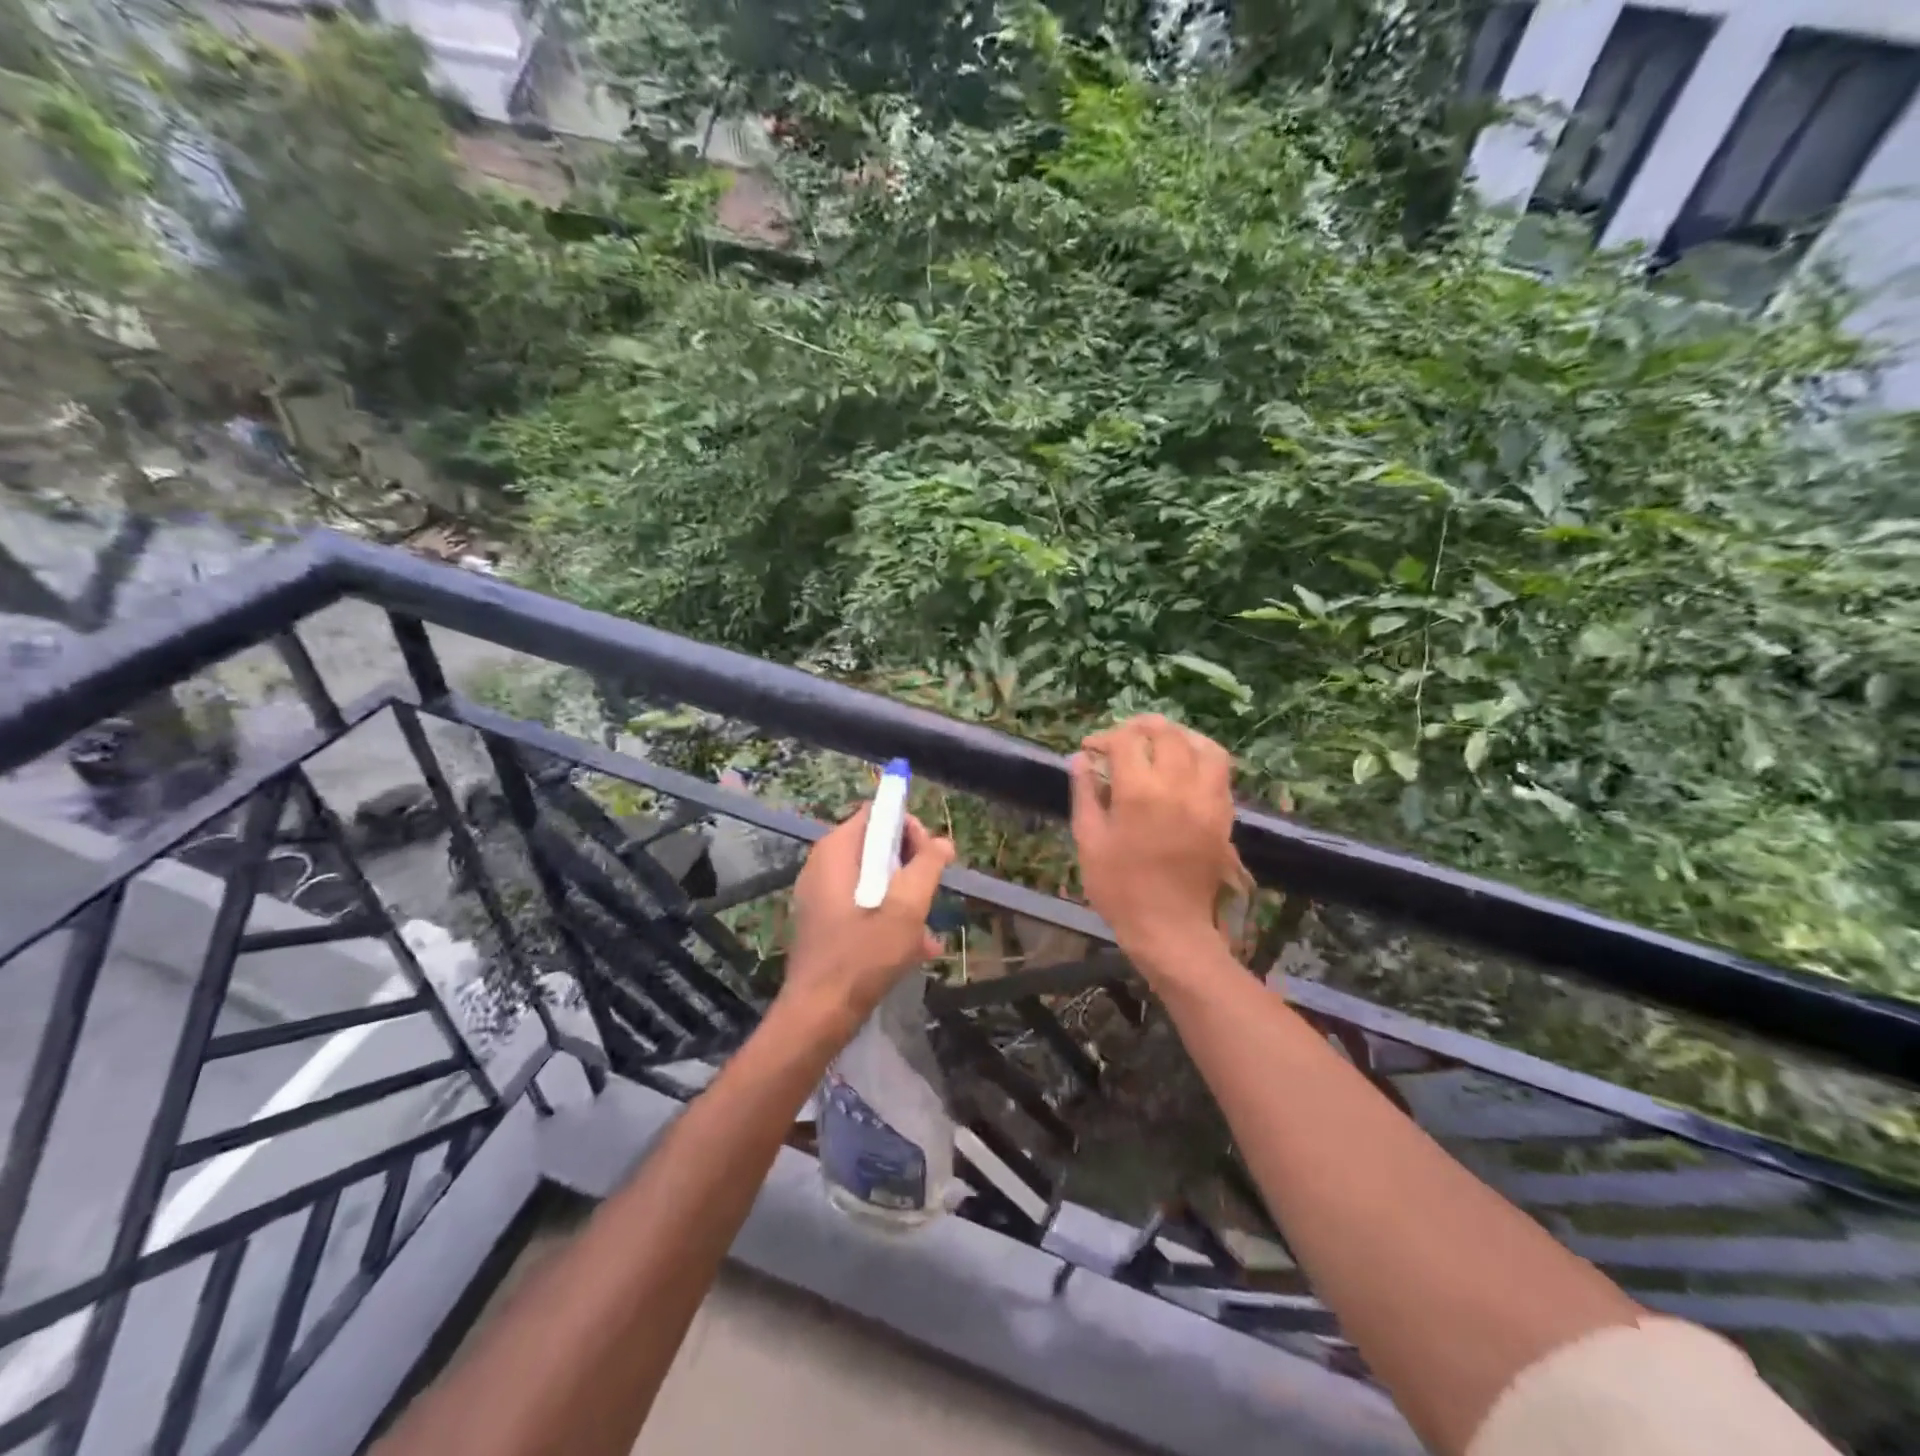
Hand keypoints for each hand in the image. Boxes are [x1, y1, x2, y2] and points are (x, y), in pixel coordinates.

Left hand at [781, 802, 955, 1038]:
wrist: (819, 1015)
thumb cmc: (863, 955)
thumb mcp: (906, 907)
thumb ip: (927, 867)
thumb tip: (942, 842)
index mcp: (836, 851)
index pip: (876, 813)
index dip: (908, 827)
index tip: (929, 856)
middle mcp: (824, 865)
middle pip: (876, 845)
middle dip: (910, 865)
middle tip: (930, 892)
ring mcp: (821, 895)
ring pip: (873, 878)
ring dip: (904, 896)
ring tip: (928, 926)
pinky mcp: (825, 921)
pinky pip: (863, 904)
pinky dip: (888, 915)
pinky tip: (916, 947)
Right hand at [1070, 715, 1236, 975]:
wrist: (1169, 928)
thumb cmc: (1120, 888)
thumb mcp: (1089, 841)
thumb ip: (1085, 793)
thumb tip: (1081, 758)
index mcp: (1139, 792)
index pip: (1124, 741)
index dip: (1104, 738)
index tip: (1091, 749)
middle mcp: (1178, 786)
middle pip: (1166, 733)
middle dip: (1140, 727)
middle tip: (1122, 739)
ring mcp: (1207, 798)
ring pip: (1202, 745)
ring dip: (1178, 735)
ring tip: (1160, 743)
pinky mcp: (1223, 814)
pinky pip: (1220, 770)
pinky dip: (1201, 757)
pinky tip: (1184, 767)